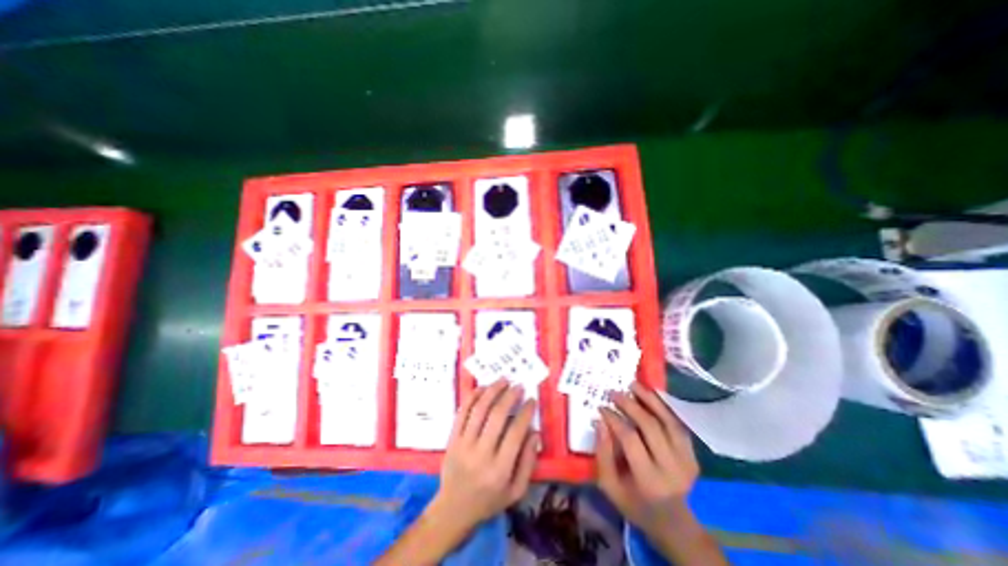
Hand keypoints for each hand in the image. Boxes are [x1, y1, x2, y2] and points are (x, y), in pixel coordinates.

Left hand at [424, 381, 539, 533]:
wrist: (453, 509)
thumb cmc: (489, 500)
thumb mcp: (516, 491)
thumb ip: (528, 462)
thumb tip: (534, 432)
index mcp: (499, 470)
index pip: (515, 433)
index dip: (525, 412)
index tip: (531, 400)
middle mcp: (481, 454)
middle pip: (497, 416)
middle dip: (510, 396)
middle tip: (518, 386)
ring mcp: (464, 445)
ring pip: (479, 410)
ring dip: (492, 391)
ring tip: (503, 380)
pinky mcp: (452, 439)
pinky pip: (462, 412)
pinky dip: (473, 397)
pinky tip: (483, 388)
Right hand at [592, 381, 697, 534]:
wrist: (674, 523)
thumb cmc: (635, 504)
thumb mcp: (610, 486)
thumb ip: (602, 454)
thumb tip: (599, 421)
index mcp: (649, 479)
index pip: (630, 439)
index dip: (614, 419)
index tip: (602, 407)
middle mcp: (671, 467)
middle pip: (650, 426)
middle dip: (630, 405)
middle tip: (614, 392)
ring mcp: (686, 460)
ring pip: (667, 421)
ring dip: (650, 400)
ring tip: (633, 385)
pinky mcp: (693, 454)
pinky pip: (677, 424)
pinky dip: (664, 407)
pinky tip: (652, 395)